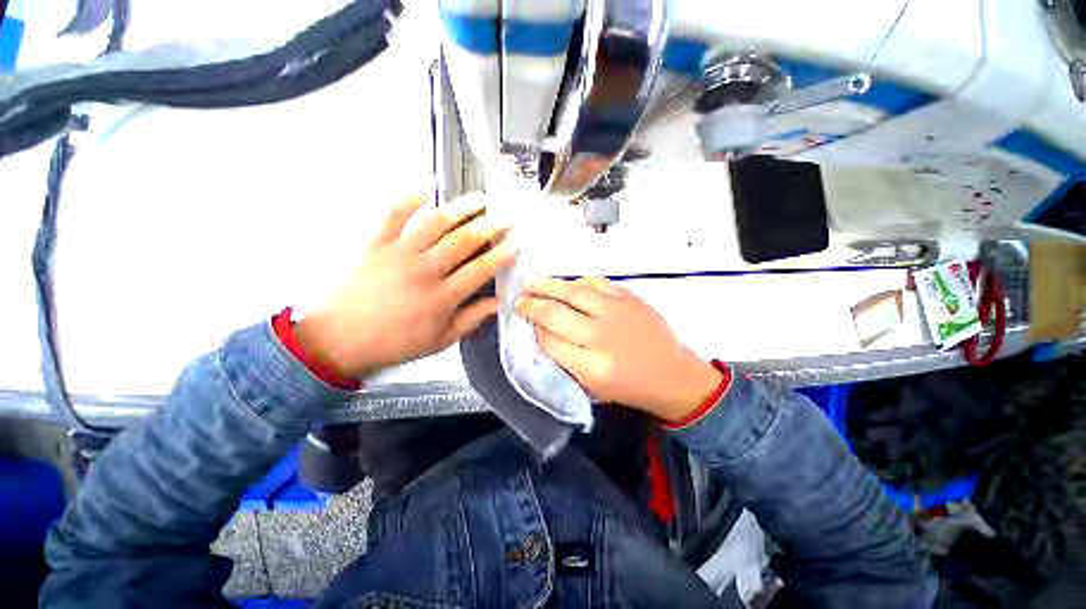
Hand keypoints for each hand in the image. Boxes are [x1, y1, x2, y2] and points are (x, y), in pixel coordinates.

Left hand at [295, 195, 515, 377]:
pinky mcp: (374, 244)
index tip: (513, 246)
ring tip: (478, 199)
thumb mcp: (439, 341)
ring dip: (460, 208)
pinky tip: (424, 191)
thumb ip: (471, 320)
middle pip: (463, 241)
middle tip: (503, 219)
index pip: (480, 270)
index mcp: (441, 297)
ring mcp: (398, 253)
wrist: (336, 339)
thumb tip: (497, 304)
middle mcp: (424, 270)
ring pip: (435, 222)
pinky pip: (392, 214)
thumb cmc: (392, 343)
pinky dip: (408, 199)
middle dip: (488, 227)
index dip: (501, 256)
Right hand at [515, 277, 722, 422]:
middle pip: (556, 313)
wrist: (672, 375)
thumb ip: (565, 359)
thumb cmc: (629, 386)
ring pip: (574, 292)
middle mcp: (603, 335)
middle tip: (519, 298)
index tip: (523, 319)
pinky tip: (569, 284)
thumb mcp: (592, 385)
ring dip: (550, 286)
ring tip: (533, 284)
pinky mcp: (631, 299)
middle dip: (532, 304)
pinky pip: (598, 283)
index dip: (533, 328)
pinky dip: (579, 282)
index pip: (550, 340)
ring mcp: (618, 312)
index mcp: (592, 365)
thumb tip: (542, 332)